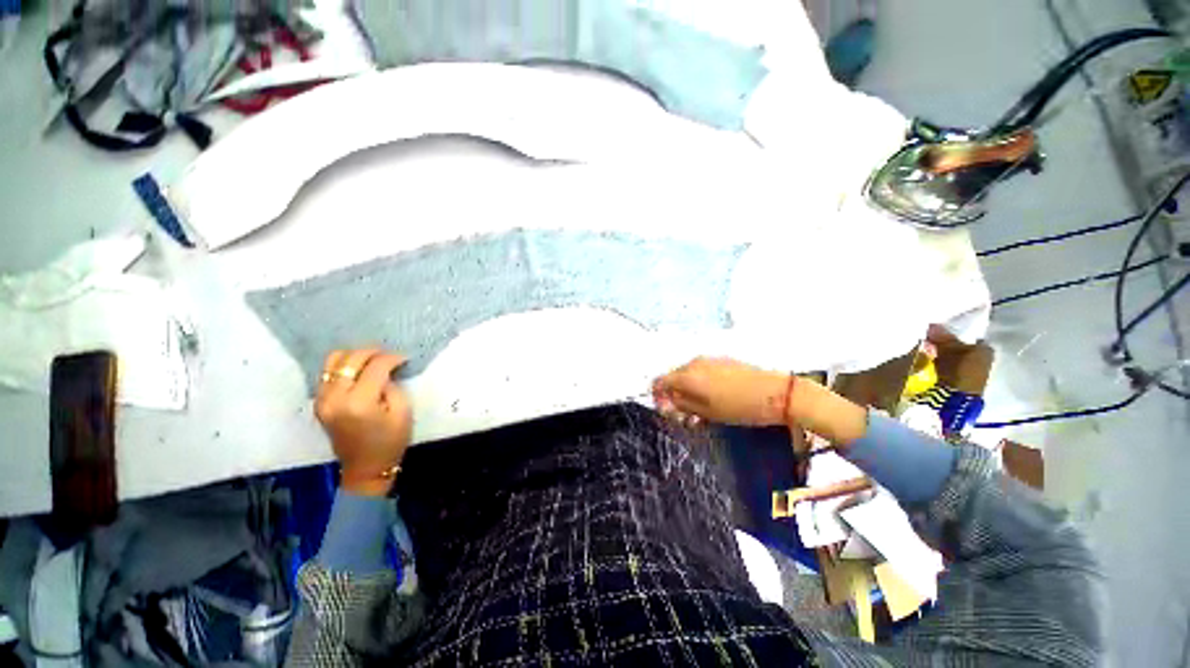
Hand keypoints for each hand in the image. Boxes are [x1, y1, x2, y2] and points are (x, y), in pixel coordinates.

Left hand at [315, 349, 412, 496]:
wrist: (366, 467)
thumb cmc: (391, 441)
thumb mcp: (402, 412)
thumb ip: (392, 387)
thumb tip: (385, 372)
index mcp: (359, 402)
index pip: (375, 366)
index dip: (392, 358)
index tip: (404, 359)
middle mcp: (335, 398)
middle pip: (350, 359)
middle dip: (373, 352)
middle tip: (389, 356)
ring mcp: (322, 400)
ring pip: (333, 361)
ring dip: (355, 356)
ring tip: (373, 361)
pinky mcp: (319, 403)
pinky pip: (327, 373)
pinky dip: (344, 366)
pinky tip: (359, 372)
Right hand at [652, 357, 791, 426]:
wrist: (778, 393)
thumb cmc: (740, 407)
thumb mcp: (708, 412)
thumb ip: (683, 405)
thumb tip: (667, 401)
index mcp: (688, 375)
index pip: (660, 381)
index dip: (658, 396)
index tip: (667, 411)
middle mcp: (694, 363)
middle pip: (673, 377)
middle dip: (674, 395)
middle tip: (685, 415)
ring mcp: (709, 359)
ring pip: (688, 374)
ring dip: (688, 391)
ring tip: (700, 410)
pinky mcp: (722, 360)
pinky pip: (702, 370)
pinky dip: (700, 384)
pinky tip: (713, 398)